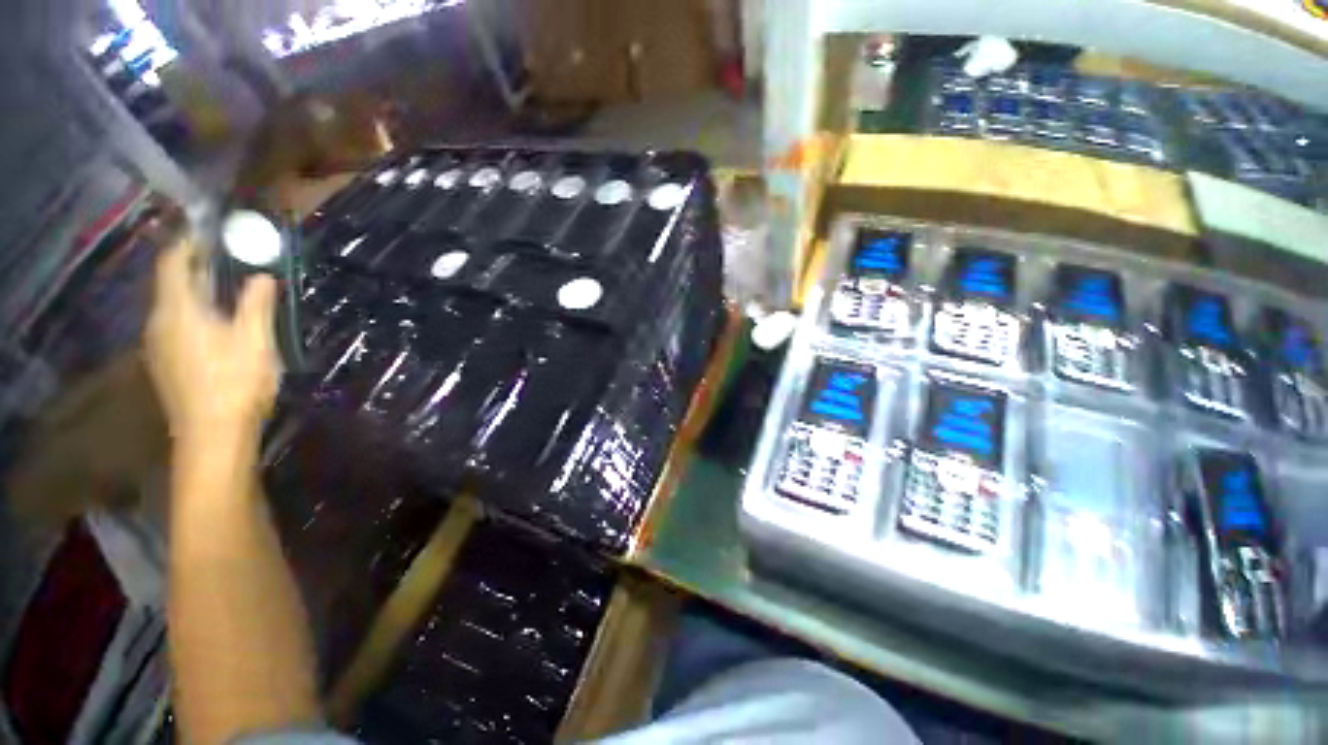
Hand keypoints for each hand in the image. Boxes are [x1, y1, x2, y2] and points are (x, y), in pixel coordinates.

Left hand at [145, 240, 278, 446]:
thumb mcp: (254, 340)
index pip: (172, 263)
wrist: (212, 434)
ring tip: (224, 291)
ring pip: (172, 307)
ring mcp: (158, 345)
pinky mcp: (165, 363)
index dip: (187, 244)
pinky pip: (174, 326)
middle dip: (195, 269)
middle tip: (226, 261)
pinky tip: (215, 325)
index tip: (209, 234)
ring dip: (195, 294)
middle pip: (170, 284)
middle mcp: (159, 322)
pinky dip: (192, 315)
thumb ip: (256, 304)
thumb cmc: (234, 383)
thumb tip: (262, 276)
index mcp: (177, 311)